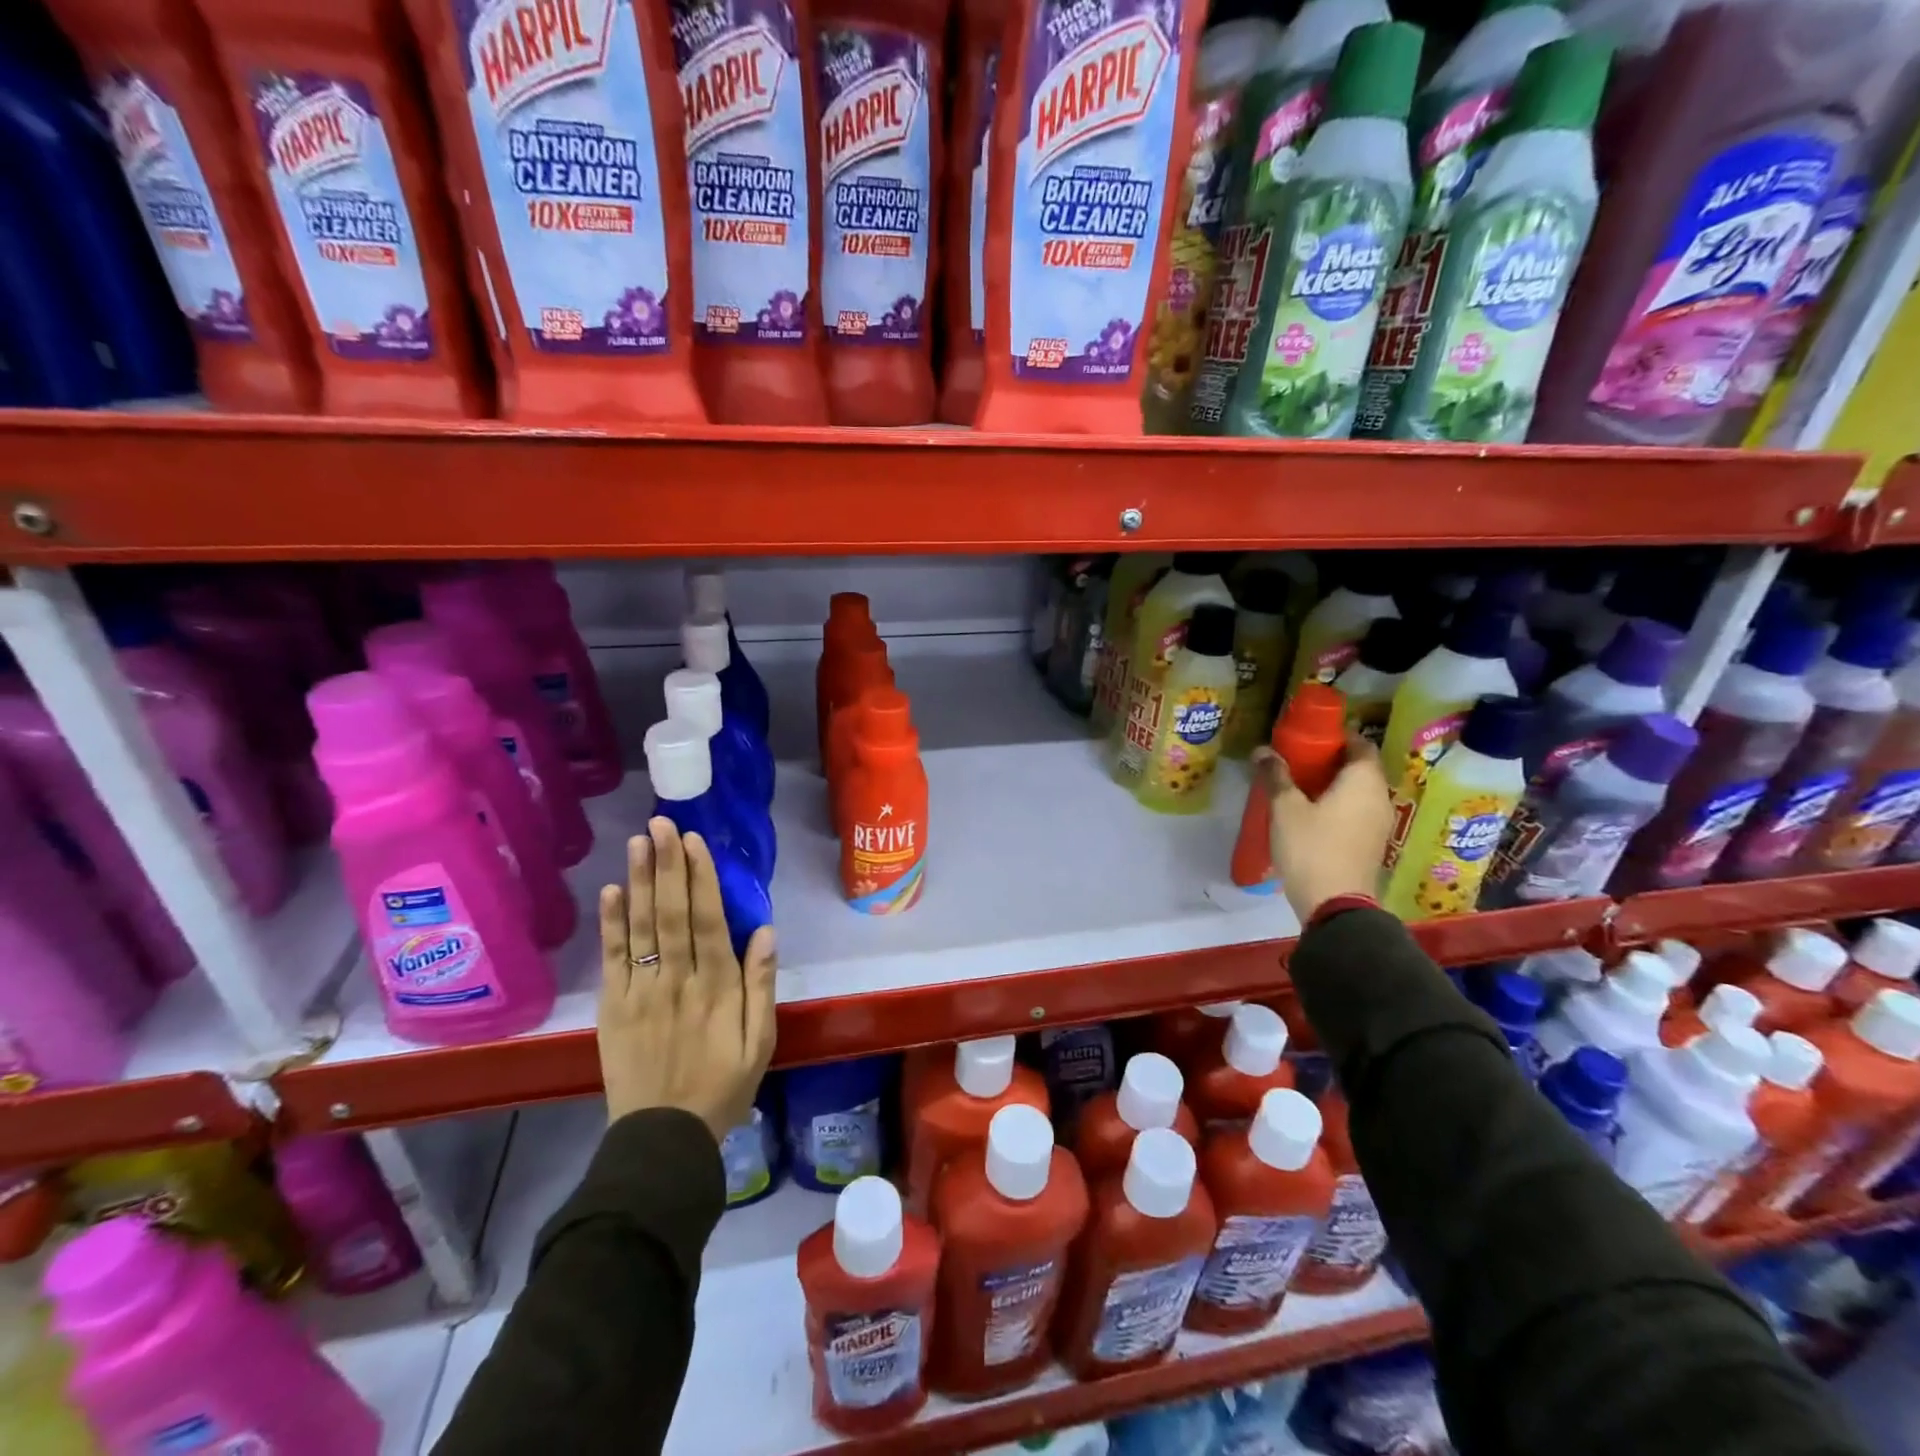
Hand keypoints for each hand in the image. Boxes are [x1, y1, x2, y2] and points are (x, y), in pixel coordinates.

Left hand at [597, 818, 777, 1138]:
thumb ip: (761, 986)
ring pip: (641, 927)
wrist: (662, 1138)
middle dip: (668, 865)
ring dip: (640, 881)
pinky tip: (613, 890)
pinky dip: (611, 923)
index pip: (708, 920)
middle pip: (671, 913)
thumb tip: (764, 932)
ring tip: (639, 842)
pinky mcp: (614, 1007)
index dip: (701, 878)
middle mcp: (677, 980)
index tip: (694, 842)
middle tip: (661, 823)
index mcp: (717, 987)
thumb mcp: (760, 1043)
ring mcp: (640, 992)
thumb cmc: (722, 1087)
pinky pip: (613, 958)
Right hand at [1253, 731, 1394, 922]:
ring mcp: (1380, 823)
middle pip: (1360, 768)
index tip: (1309, 738)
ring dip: (1334, 785)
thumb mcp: (1285, 808)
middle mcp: (1379, 797)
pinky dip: (1338, 805)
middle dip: (1331, 761)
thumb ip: (1276, 776)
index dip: (1337, 737)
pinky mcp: (1371, 844)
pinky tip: (1311, 813)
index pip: (1360, 744)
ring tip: (1300, 786)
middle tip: (1298, 760)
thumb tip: (1263, 750)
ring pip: (1358, 792)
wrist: (1335, 904)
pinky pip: (1357, 812)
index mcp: (1364, 781)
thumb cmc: (1311, 847)